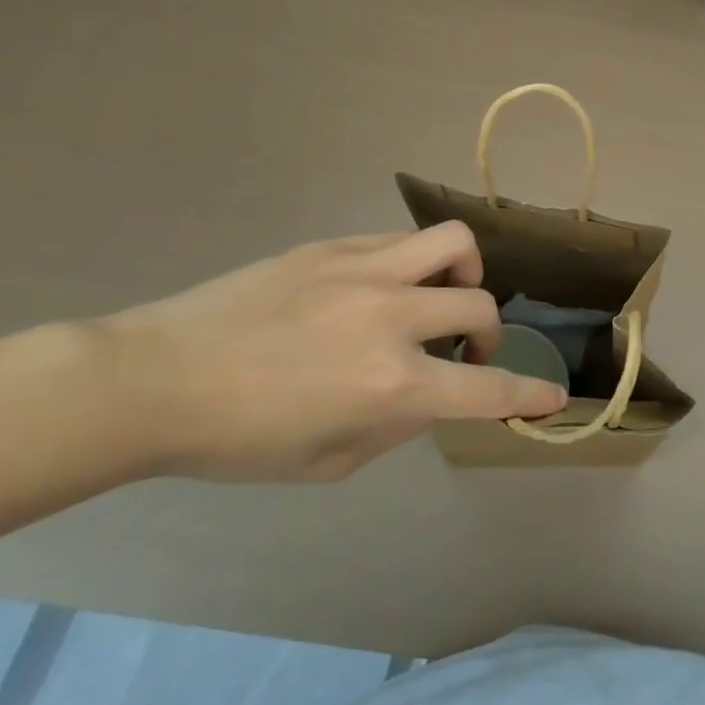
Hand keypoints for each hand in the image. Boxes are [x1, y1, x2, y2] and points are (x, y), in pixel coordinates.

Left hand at [85, 224, 566, 481]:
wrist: (152, 380)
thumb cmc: (237, 440)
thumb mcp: (327, 462)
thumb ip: (395, 425)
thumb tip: (427, 391)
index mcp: (391, 384)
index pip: (485, 389)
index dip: (528, 394)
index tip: (552, 397)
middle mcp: (392, 318)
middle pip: (480, 307)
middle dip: (488, 336)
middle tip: (463, 352)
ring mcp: (363, 273)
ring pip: (454, 244)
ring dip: (465, 275)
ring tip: (440, 296)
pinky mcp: (332, 248)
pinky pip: (400, 242)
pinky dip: (413, 265)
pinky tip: (382, 288)